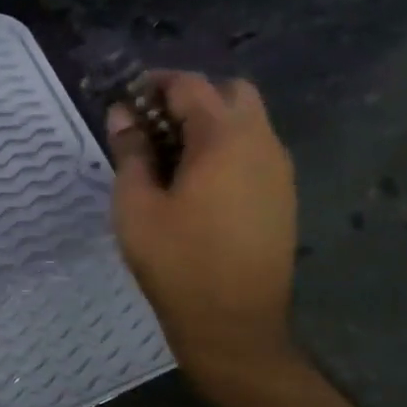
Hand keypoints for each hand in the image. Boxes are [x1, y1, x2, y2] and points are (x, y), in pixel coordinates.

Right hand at [107, 73, 298, 388]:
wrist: (233, 322)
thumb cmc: (176, 262)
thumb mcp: (136, 206)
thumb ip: (130, 153)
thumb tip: (123, 116)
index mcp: (224, 138)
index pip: (191, 86)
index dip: (156, 84)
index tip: (128, 98)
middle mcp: (262, 143)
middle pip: (231, 93)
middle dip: (191, 97)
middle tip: (153, 126)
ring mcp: (279, 170)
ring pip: (248, 122)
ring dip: (211, 124)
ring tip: (170, 157)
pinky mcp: (282, 196)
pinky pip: (255, 152)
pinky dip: (227, 149)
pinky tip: (198, 184)